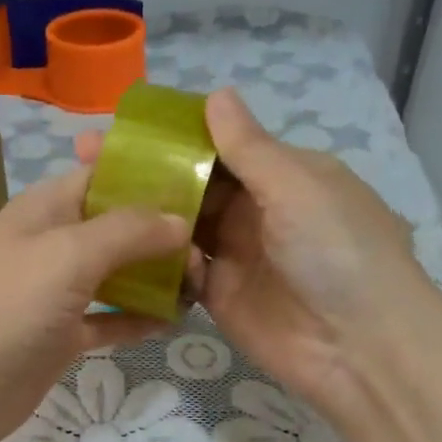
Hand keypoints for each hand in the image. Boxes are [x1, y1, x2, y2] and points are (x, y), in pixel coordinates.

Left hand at [0, 168, 191, 441]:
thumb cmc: (8, 307)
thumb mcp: (68, 254)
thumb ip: (128, 231)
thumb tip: (180, 221)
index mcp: (44, 208)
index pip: (104, 175)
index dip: (150, 175)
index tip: (202, 184)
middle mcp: (51, 244)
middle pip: (116, 226)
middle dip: (162, 232)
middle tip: (210, 248)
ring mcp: (55, 293)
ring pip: (116, 274)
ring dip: (155, 277)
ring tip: (202, 283)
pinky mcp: (61, 335)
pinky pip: (108, 318)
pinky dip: (136, 318)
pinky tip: (173, 321)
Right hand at [76, 89, 433, 415]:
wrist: (358, 346)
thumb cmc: (336, 251)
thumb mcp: (297, 186)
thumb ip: (249, 148)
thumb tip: (216, 95)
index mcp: (281, 175)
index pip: (218, 145)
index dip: (171, 136)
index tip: (121, 126)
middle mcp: (255, 210)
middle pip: (191, 184)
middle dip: (145, 172)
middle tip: (84, 161)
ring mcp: (234, 255)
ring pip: (179, 225)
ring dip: (141, 214)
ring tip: (86, 199)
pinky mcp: (218, 296)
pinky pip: (178, 270)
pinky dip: (154, 259)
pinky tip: (114, 246)